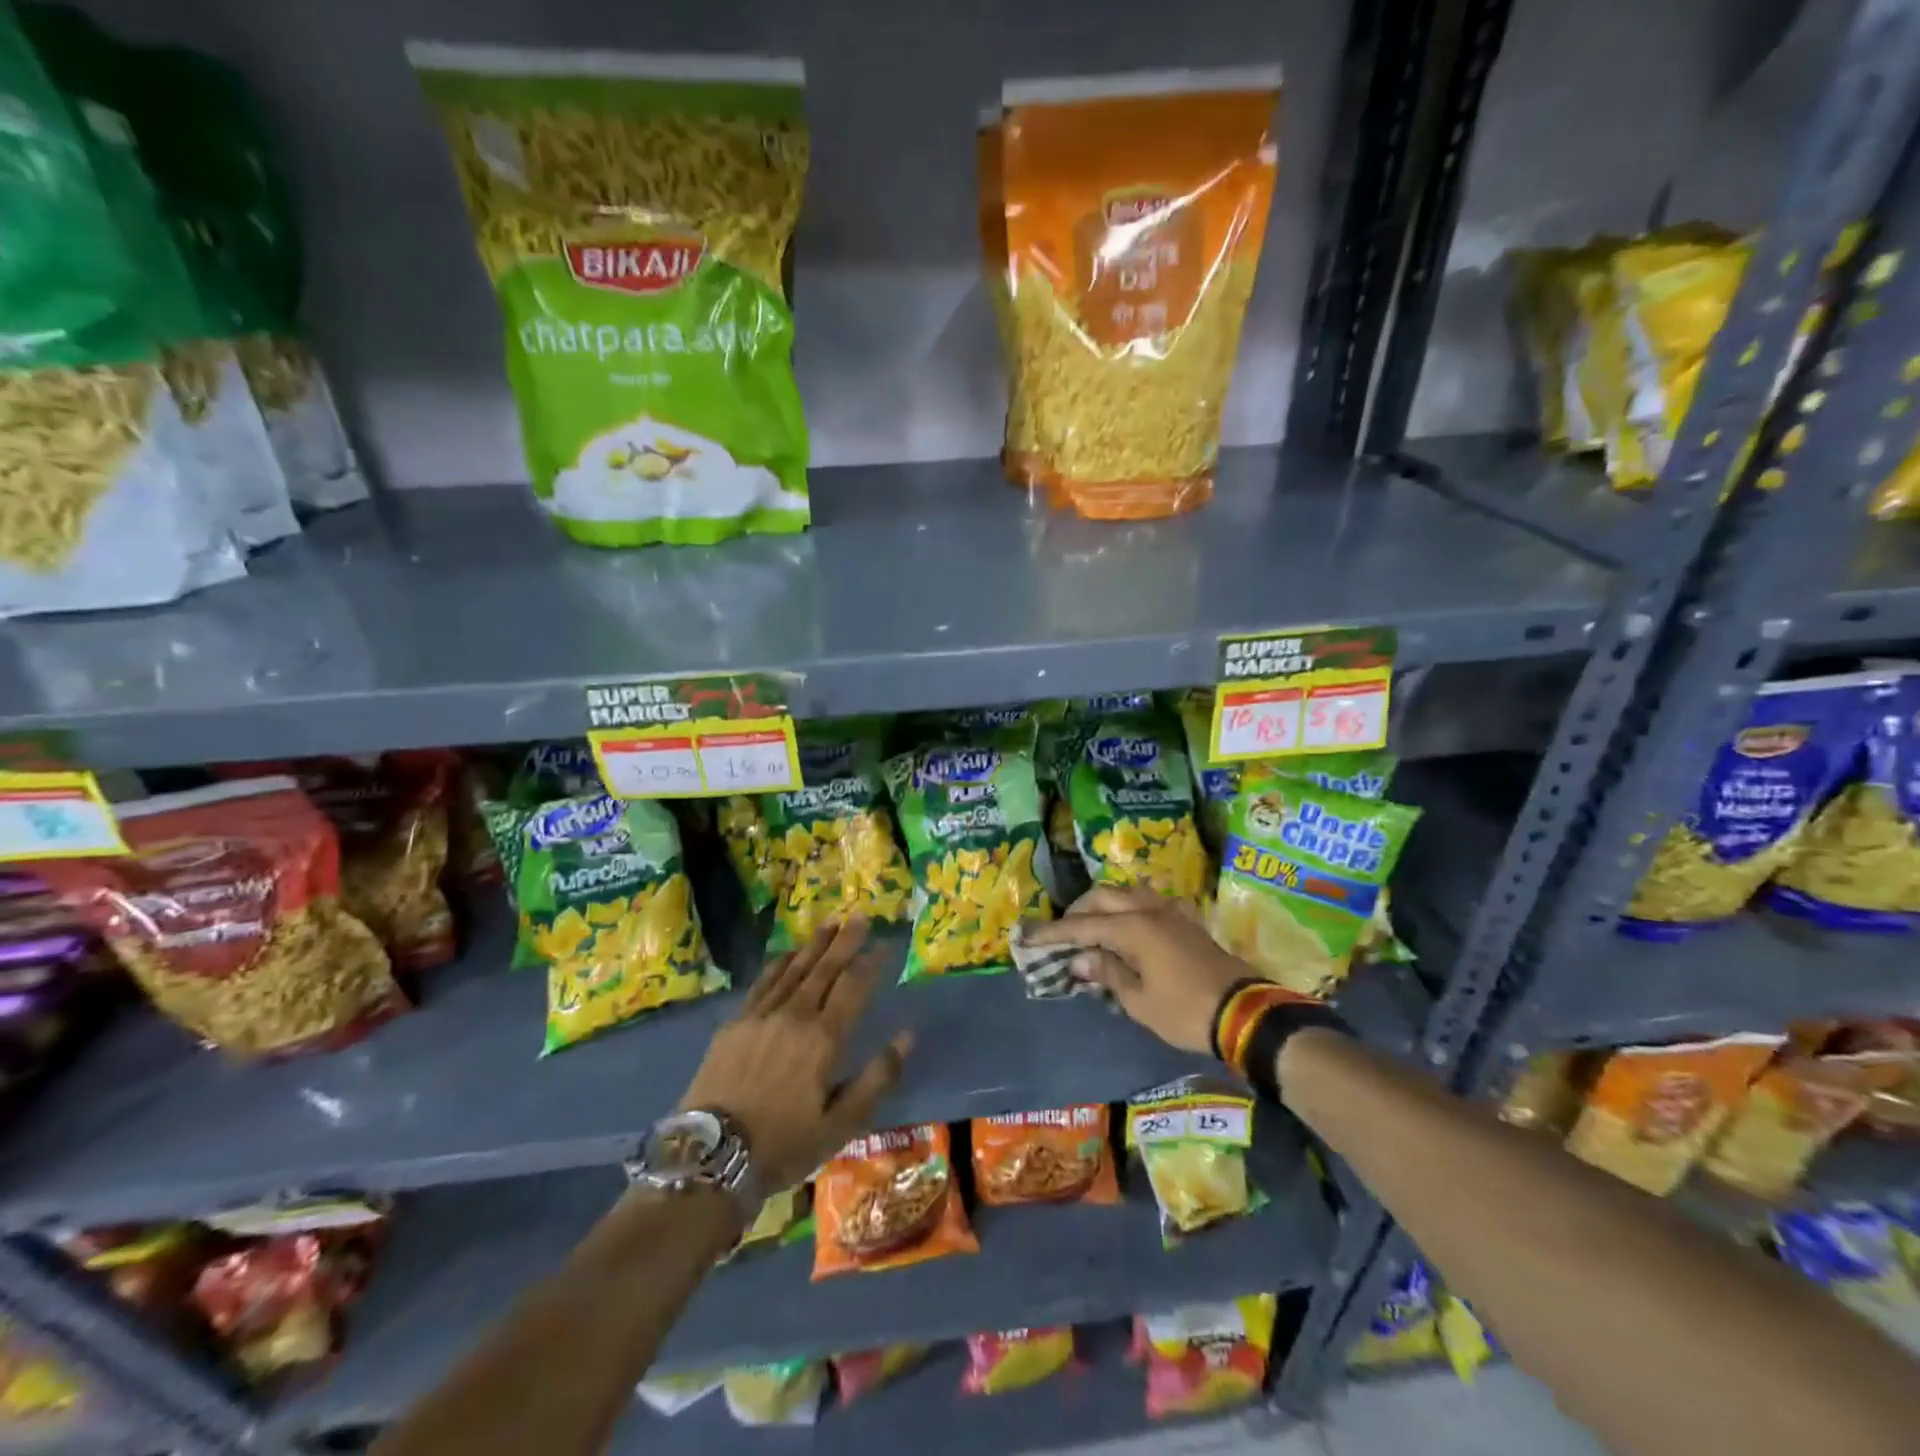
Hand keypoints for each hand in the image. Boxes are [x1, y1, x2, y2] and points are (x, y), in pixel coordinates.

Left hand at [678, 917, 911, 1194]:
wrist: (710, 1157)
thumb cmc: (783, 1144)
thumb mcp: (840, 1124)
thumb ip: (876, 1078)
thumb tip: (907, 1037)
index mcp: (823, 1038)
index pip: (853, 988)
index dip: (871, 963)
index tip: (885, 944)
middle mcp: (794, 1015)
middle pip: (824, 969)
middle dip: (845, 941)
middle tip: (859, 916)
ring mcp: (760, 1015)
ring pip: (794, 969)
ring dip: (814, 945)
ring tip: (830, 924)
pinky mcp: (735, 1023)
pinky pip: (763, 982)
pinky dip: (779, 964)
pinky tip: (787, 954)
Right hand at [1025, 886, 1252, 1053]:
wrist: (1245, 1014)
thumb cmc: (1185, 1011)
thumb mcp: (1138, 1001)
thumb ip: (1107, 972)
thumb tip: (1080, 958)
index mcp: (1132, 928)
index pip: (1081, 926)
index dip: (1052, 932)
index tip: (1026, 935)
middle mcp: (1148, 910)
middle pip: (1102, 897)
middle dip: (1077, 911)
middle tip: (1062, 934)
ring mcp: (1170, 912)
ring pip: (1127, 893)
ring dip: (1104, 905)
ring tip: (1092, 927)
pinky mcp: (1186, 921)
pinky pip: (1150, 902)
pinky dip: (1131, 908)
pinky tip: (1131, 926)